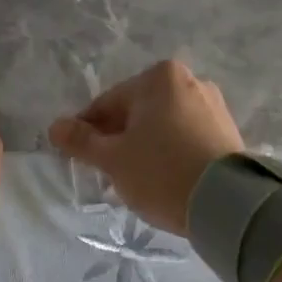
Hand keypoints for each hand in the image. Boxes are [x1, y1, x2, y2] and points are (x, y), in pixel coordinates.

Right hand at [48, 61, 243, 235]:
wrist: (227, 203)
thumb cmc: (161, 173)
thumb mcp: (113, 159)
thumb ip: (81, 141)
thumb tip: (55, 127)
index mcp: (158, 78)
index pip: (107, 104)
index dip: (87, 132)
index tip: (79, 158)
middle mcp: (189, 81)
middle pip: (136, 112)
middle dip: (118, 139)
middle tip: (107, 173)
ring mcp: (212, 105)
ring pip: (161, 125)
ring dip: (142, 146)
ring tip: (136, 179)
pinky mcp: (227, 130)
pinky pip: (184, 136)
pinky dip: (168, 152)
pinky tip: (163, 177)